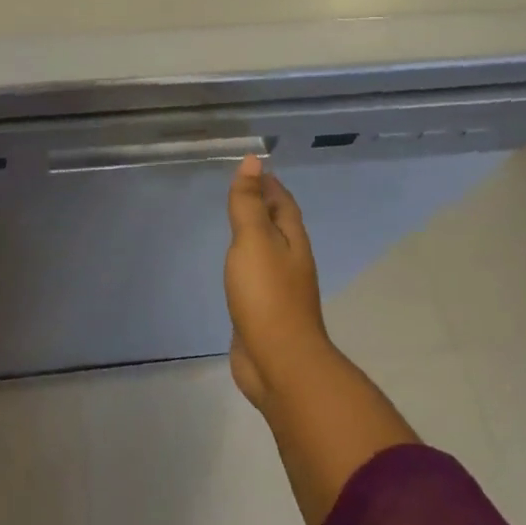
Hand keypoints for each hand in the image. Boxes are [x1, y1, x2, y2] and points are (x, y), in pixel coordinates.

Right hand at [224, 155, 329, 410]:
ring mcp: (279, 288)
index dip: (269, 184)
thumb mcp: (254, 240)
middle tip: (239, 190)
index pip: (283, 202)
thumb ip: (249, 203)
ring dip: (254, 233)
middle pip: (278, 225)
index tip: (253, 168)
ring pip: (267, 250)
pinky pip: (255, 275)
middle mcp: (290, 261)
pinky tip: (233, 266)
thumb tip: (252, 162)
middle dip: (263, 205)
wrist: (279, 362)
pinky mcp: (264, 311)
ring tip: (233, 223)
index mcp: (292, 241)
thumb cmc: (267, 295)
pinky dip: (245, 262)